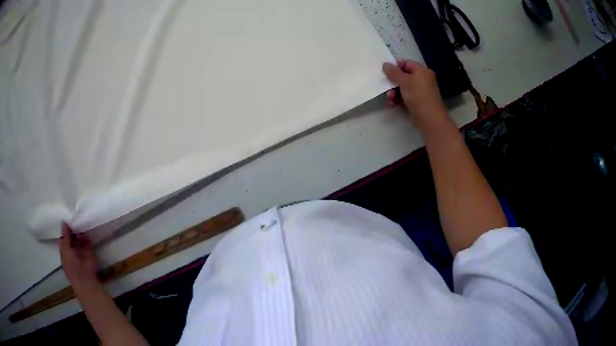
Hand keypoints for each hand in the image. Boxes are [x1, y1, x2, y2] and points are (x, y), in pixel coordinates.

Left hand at [60, 223, 98, 286]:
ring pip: (80, 239)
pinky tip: (85, 226)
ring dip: (79, 231)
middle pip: (72, 238)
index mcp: (65, 252)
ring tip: (79, 219)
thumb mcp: (65, 249)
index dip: (65, 230)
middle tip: (72, 216)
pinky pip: (88, 241)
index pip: (64, 239)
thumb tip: (64, 222)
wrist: (85, 278)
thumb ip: (65, 236)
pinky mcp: (90, 252)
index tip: (66, 219)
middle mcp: (73, 251)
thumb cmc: (71, 265)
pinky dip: (87, 235)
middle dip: (72, 229)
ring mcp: (82, 252)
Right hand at [382, 60, 446, 126]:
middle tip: (385, 87)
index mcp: (422, 71)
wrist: (429, 119)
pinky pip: (404, 97)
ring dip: (393, 92)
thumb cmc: (419, 96)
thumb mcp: (405, 81)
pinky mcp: (416, 102)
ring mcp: (419, 92)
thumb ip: (393, 72)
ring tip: (389, 99)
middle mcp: (421, 80)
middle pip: (403, 76)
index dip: (395, 67)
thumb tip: (385, 64)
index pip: (406, 63)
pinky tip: (391, 104)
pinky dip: (397, 99)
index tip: (385, 72)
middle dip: (393, 82)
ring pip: (402, 88)